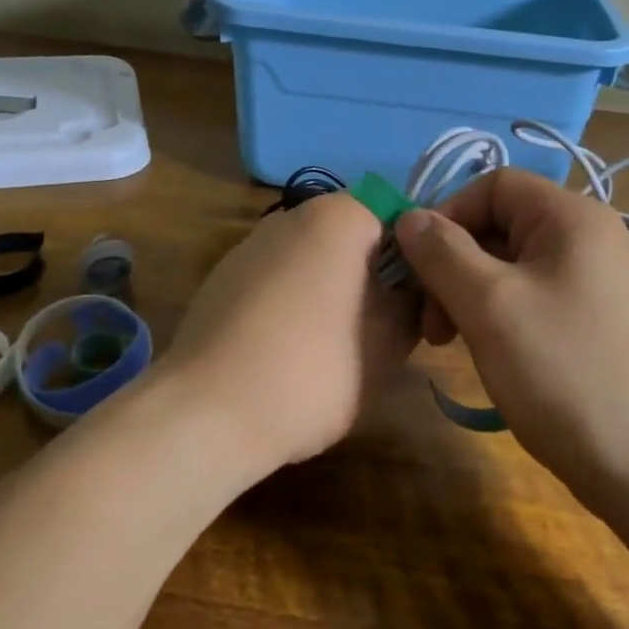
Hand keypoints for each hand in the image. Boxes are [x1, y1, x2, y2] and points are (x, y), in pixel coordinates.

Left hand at [160, 191, 415, 472]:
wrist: (207, 413)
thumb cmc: (314, 370)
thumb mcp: (390, 343)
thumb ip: (413, 304)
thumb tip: (410, 292)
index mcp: (338, 216)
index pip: (401, 219)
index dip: (420, 261)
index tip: (421, 308)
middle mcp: (290, 216)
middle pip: (355, 238)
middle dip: (375, 278)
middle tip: (387, 333)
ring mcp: (249, 246)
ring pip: (314, 261)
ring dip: (335, 293)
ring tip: (337, 350)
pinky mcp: (220, 280)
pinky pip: (277, 283)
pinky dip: (294, 306)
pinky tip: (289, 354)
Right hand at [394, 168, 628, 514]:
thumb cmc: (567, 374)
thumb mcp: (491, 306)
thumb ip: (442, 253)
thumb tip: (409, 217)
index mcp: (572, 218)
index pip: (493, 184)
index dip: (446, 215)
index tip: (417, 268)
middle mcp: (592, 239)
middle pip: (502, 227)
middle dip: (454, 265)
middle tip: (431, 324)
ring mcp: (602, 285)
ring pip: (515, 269)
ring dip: (472, 297)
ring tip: (454, 345)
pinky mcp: (603, 327)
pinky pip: (538, 302)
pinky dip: (503, 319)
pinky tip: (493, 358)